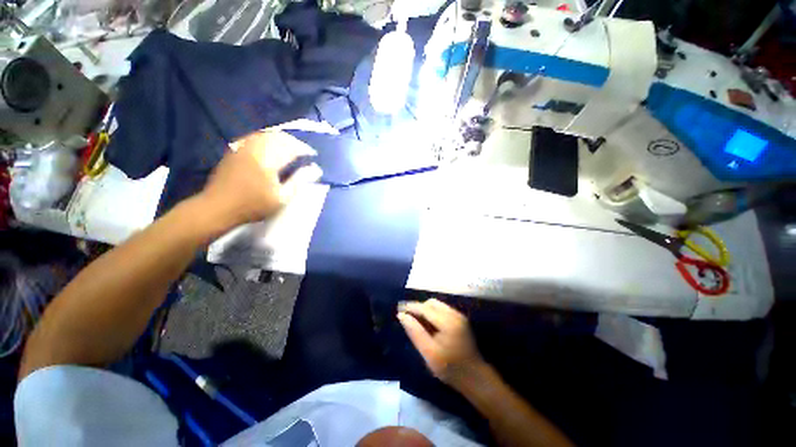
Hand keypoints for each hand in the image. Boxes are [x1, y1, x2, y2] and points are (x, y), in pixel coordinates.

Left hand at [200, 130, 321, 226]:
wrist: (218, 207)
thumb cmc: (254, 206)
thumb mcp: (282, 198)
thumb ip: (299, 180)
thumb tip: (316, 169)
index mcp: (268, 160)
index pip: (291, 147)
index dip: (304, 149)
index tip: (313, 155)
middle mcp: (255, 148)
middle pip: (279, 137)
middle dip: (294, 142)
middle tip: (303, 151)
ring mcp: (242, 147)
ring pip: (266, 135)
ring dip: (281, 139)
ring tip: (290, 148)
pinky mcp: (234, 150)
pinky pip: (254, 137)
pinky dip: (267, 139)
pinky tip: (270, 147)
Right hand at [398, 299, 484, 388]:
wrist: (474, 377)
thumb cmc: (450, 368)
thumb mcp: (429, 353)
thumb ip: (415, 332)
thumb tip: (402, 316)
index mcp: (447, 322)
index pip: (425, 308)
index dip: (411, 307)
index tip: (398, 309)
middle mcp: (454, 314)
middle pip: (431, 303)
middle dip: (418, 307)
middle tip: (407, 316)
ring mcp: (459, 315)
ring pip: (437, 305)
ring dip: (425, 309)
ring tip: (415, 320)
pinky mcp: (460, 319)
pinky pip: (442, 309)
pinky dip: (432, 313)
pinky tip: (427, 324)